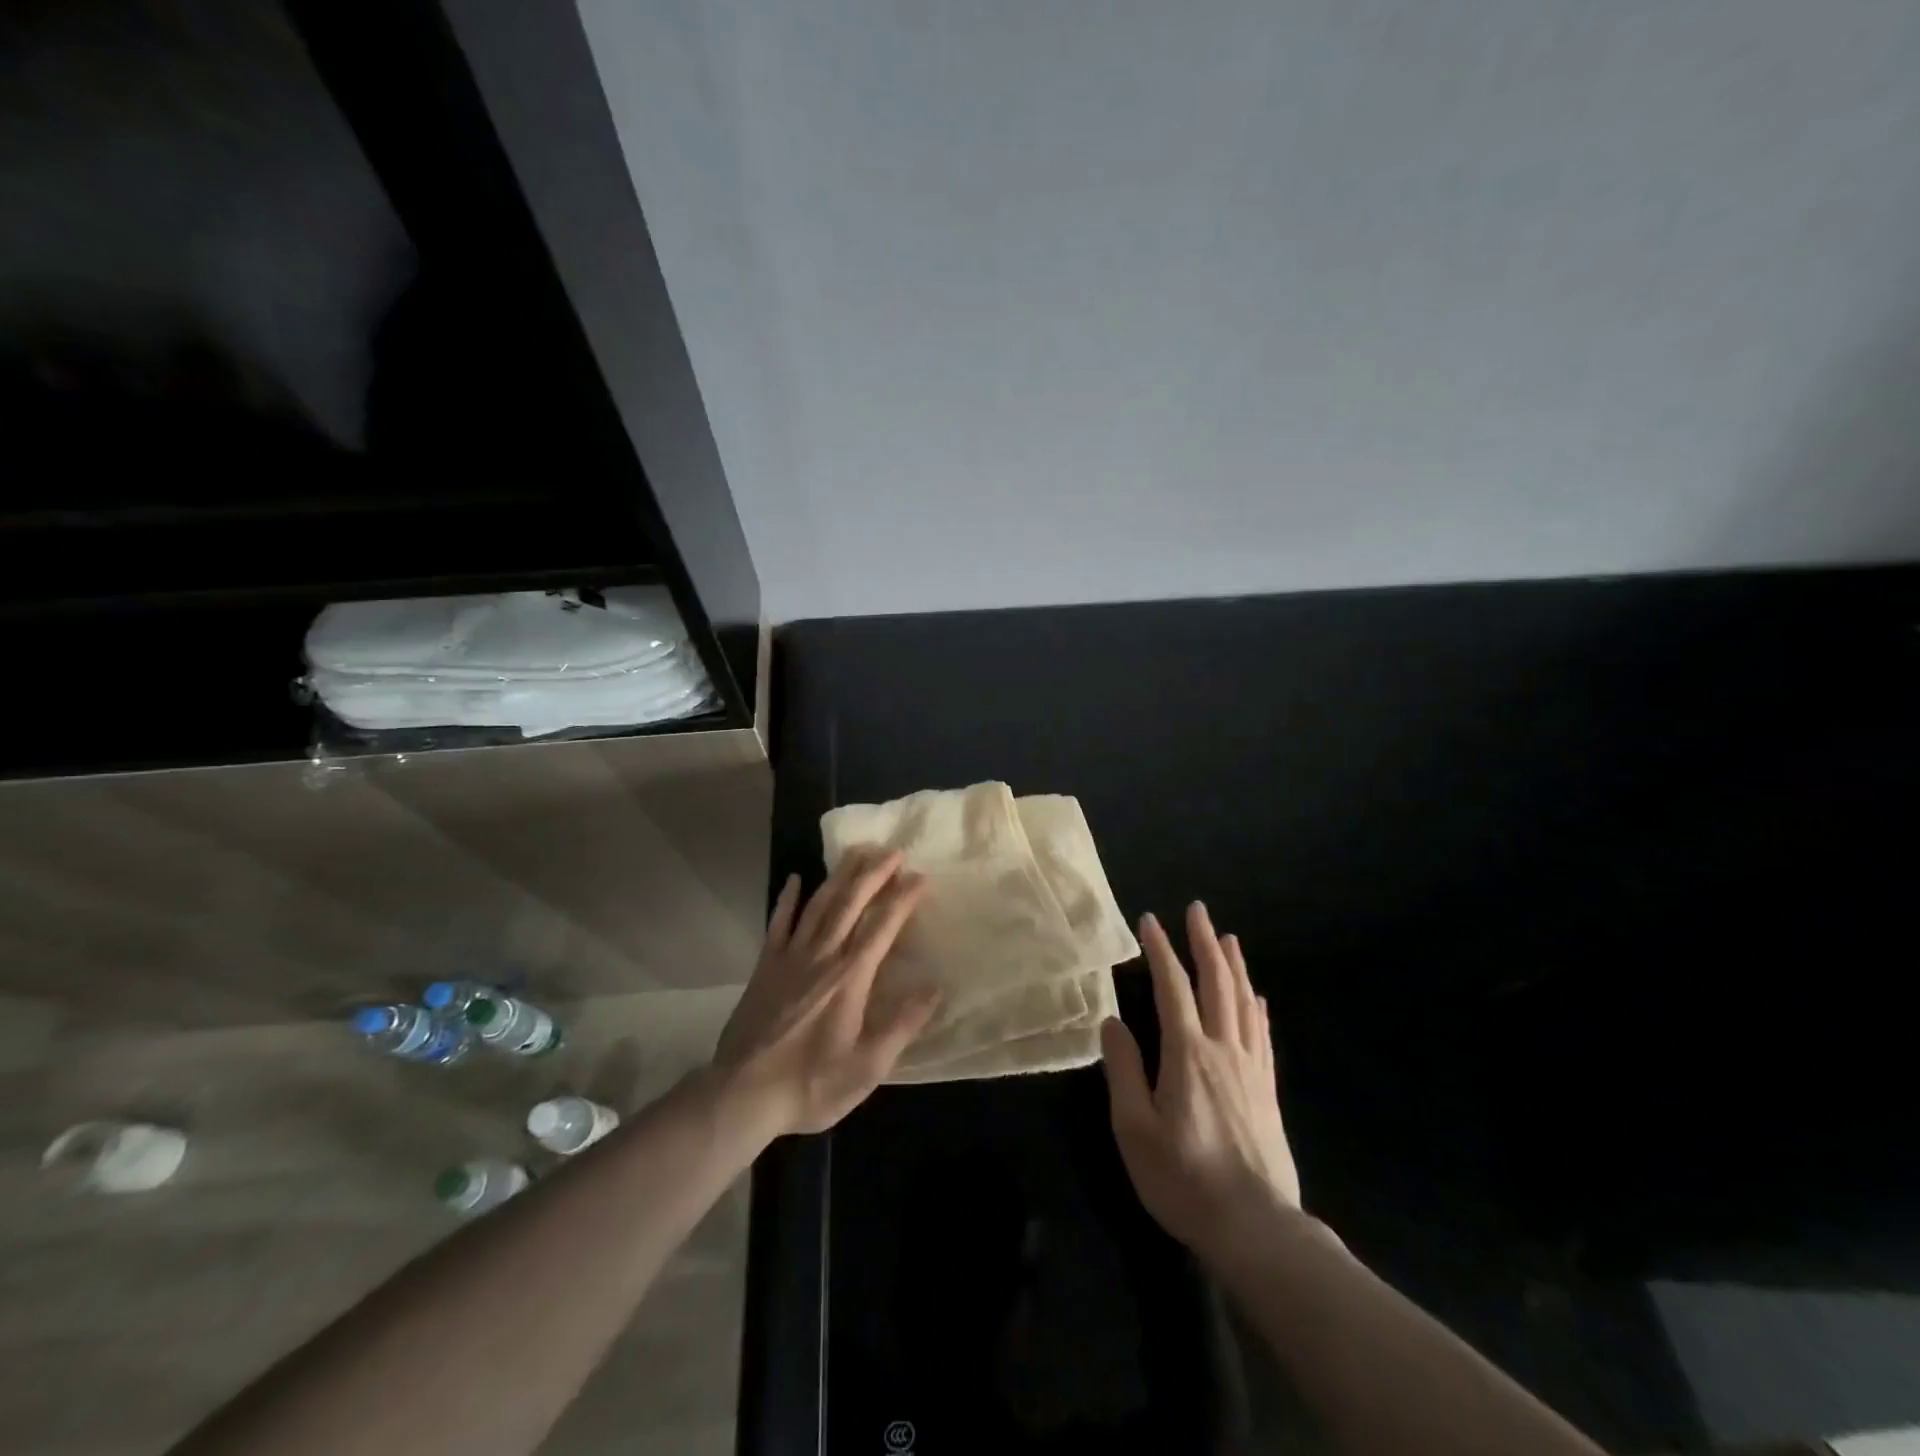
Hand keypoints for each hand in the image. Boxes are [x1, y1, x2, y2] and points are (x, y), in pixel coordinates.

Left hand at [712, 848, 939, 1137]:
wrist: (742, 1095)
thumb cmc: (810, 1084)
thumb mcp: (867, 1067)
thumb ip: (902, 1025)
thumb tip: (935, 989)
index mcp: (850, 977)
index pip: (882, 925)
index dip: (903, 898)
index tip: (921, 876)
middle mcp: (822, 956)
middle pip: (850, 903)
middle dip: (874, 873)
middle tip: (894, 851)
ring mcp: (790, 957)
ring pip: (818, 904)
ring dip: (840, 875)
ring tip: (857, 852)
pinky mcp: (765, 966)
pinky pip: (778, 923)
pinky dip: (787, 899)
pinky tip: (794, 879)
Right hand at [1101, 902, 1301, 1270]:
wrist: (1255, 1227)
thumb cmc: (1184, 1179)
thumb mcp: (1134, 1128)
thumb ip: (1123, 1069)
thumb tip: (1112, 1021)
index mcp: (1187, 1054)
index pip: (1173, 987)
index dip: (1161, 950)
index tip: (1150, 921)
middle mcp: (1223, 1049)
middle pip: (1216, 983)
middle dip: (1205, 942)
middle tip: (1198, 910)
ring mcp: (1251, 1068)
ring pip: (1244, 1002)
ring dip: (1234, 965)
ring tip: (1228, 938)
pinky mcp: (1267, 1091)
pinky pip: (1263, 1035)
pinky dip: (1257, 1007)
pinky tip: (1256, 997)